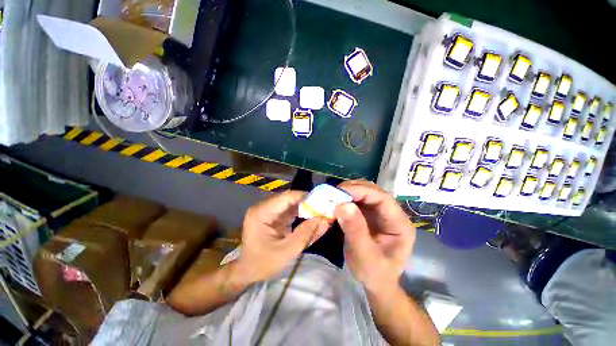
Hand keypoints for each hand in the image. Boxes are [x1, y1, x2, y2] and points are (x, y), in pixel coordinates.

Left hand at [236, 190, 330, 282]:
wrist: (247, 272)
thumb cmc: (263, 264)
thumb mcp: (287, 251)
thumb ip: (306, 234)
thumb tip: (324, 220)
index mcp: (262, 212)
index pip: (287, 197)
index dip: (306, 197)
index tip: (323, 201)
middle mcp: (264, 207)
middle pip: (290, 198)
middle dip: (308, 202)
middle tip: (324, 207)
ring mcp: (268, 210)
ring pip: (291, 203)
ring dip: (306, 207)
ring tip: (321, 212)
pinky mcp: (273, 215)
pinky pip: (290, 210)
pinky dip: (301, 213)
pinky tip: (312, 217)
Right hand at [334, 180, 414, 292]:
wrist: (376, 283)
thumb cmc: (375, 274)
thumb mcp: (365, 257)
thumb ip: (356, 232)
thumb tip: (343, 205)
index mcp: (399, 224)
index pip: (383, 198)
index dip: (362, 191)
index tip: (340, 192)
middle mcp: (392, 214)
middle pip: (374, 191)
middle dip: (353, 189)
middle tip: (333, 193)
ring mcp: (380, 213)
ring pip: (365, 193)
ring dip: (348, 192)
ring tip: (333, 196)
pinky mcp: (369, 214)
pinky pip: (358, 200)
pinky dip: (346, 198)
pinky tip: (336, 202)